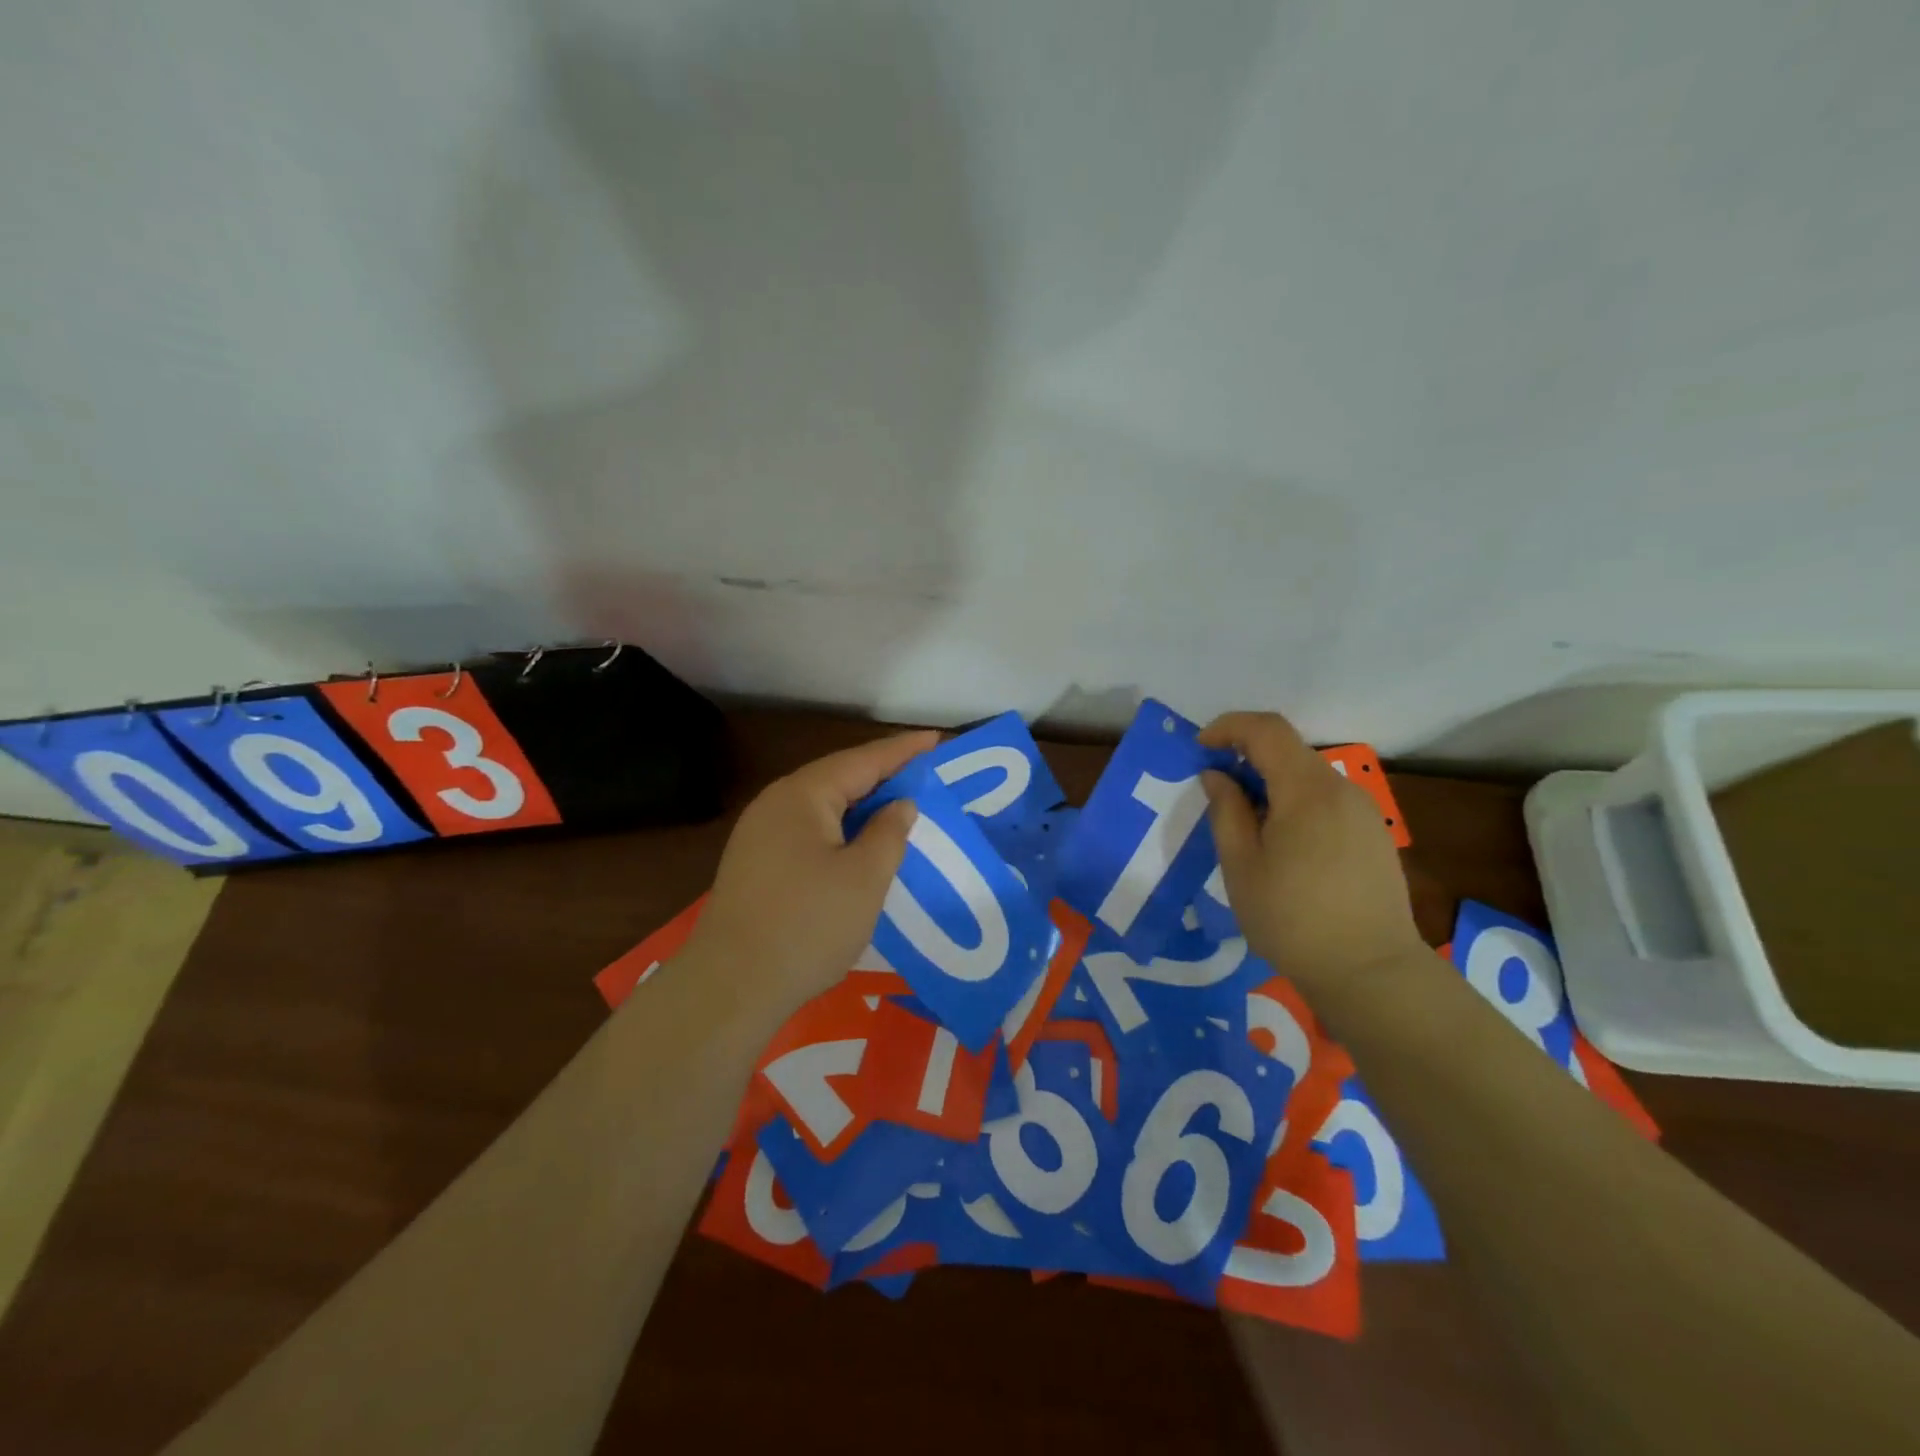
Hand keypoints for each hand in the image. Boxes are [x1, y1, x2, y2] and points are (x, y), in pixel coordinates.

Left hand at [683, 729, 938, 1010]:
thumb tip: (899, 805)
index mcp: (802, 795)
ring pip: (822, 806)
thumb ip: (889, 833)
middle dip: (882, 774)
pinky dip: (841, 829)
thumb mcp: (864, 877)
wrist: (731, 986)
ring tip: (899, 805)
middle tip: (925, 773)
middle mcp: (776, 804)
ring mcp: (760, 834)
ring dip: (862, 804)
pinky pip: (809, 831)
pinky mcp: (756, 863)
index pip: (862, 761)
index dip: (902, 751)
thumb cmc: (807, 925)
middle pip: (838, 778)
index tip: (937, 740)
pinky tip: (859, 844)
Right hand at [1198, 712, 1424, 1001]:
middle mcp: (1342, 789)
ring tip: (1247, 825)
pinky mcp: (1375, 835)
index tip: (1201, 748)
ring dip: (1271, 784)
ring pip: (1308, 777)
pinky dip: (1296, 803)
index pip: (1267, 729)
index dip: (1229, 727)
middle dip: (1247, 757)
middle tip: (1217, 791)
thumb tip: (1217, 776)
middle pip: (1289, 751)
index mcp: (1307, 790)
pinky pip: (1327, 801)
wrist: (1371, 971)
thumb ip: (1226, 811)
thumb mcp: (1241, 866)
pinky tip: (1284, 846)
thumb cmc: (1292, 919)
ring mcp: (1365, 812)